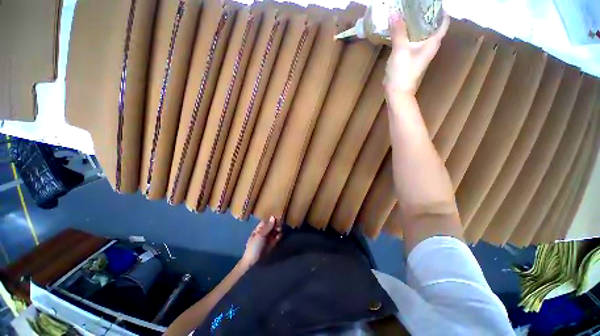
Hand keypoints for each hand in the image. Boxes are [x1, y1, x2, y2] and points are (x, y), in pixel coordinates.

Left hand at [240, 216, 281, 267]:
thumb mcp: (260, 235)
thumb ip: (267, 226)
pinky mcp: (273, 244)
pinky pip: (277, 237)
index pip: (266, 221)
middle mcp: (264, 232)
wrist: (253, 263)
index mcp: (258, 229)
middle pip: (272, 225)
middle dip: (276, 225)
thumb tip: (273, 216)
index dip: (271, 219)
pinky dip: (279, 236)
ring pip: (276, 231)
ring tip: (279, 231)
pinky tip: (279, 236)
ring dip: (278, 230)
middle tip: (279, 226)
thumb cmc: (254, 246)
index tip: (277, 217)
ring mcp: (268, 238)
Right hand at [384, 11, 449, 96]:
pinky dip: (407, 34)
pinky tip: (400, 29)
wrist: (397, 92)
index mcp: (432, 42)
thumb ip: (398, 31)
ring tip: (406, 14)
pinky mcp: (410, 58)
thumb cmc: (403, 72)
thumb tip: (394, 12)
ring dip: (414, 24)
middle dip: (425, 14)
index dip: (439, 10)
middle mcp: (429, 46)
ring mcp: (419, 53)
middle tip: (414, 5)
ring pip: (420, 33)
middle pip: (431, 26)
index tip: (431, 3)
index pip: (443, 22)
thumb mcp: (400, 50)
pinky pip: (411, 41)